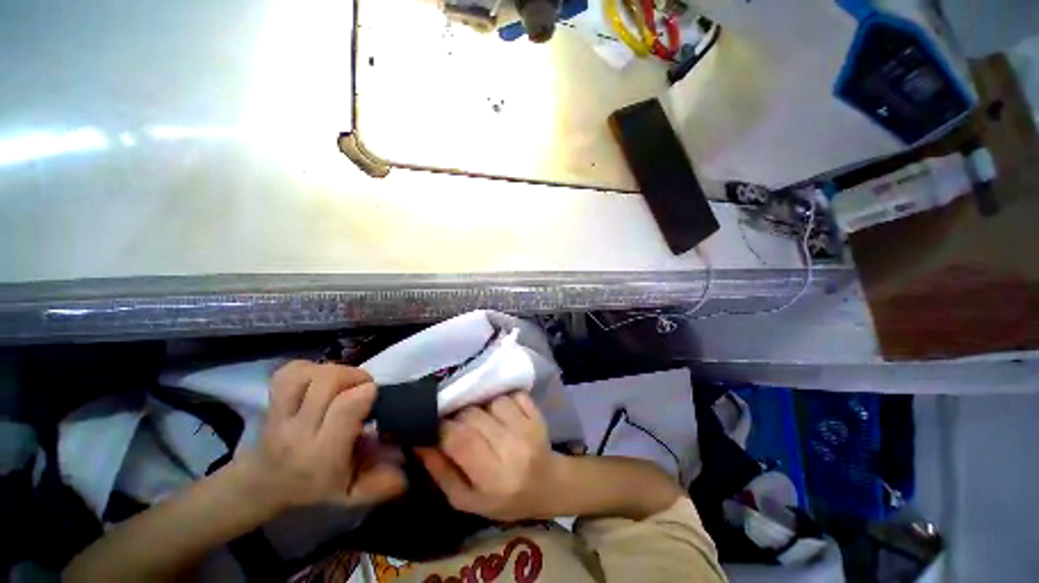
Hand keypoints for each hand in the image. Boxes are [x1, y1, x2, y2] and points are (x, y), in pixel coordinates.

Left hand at [241, 361, 405, 510]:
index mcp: (322, 454)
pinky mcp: (269, 400)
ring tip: (342, 384)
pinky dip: (310, 369)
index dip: (367, 391)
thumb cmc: (315, 487)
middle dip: (354, 377)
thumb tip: (408, 469)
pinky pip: (289, 371)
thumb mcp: (352, 494)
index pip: (346, 407)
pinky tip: (319, 380)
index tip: (376, 395)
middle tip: (363, 388)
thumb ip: (381, 483)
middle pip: (328, 381)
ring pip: (308, 373)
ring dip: (333, 371)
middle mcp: (297, 432)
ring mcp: (278, 414)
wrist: (265, 484)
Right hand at [416, 392, 567, 520]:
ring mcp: (528, 427)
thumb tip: (419, 442)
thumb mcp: (466, 499)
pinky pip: (512, 394)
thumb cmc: (504, 499)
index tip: (435, 427)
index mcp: (493, 476)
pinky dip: (503, 400)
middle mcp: (512, 447)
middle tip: (460, 427)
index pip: (460, 439)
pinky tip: (503, 415)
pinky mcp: (537, 413)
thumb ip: (441, 472)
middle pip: (473, 415)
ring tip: (485, 422)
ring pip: (491, 401)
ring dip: (482, 408)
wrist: (548, 485)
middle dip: (459, 417)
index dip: (442, 428)